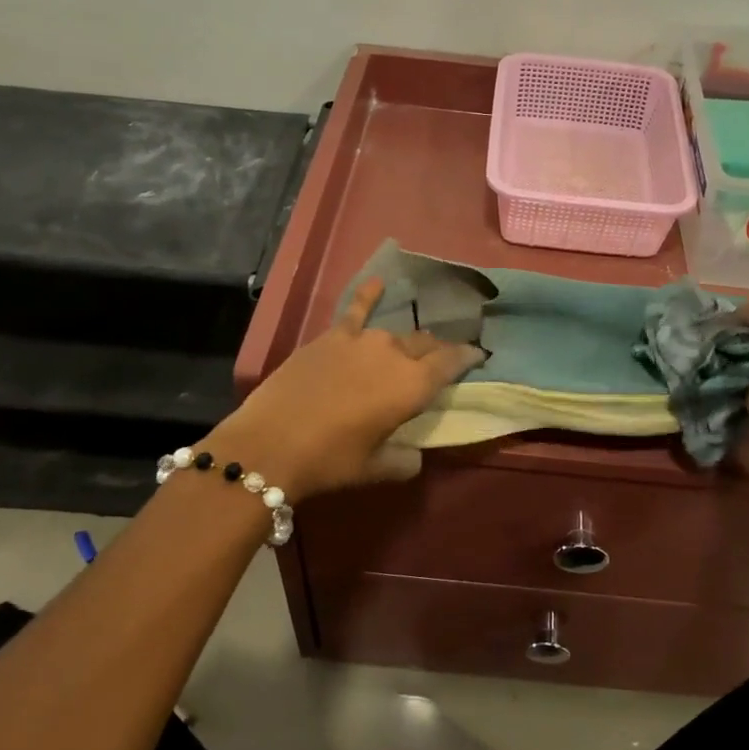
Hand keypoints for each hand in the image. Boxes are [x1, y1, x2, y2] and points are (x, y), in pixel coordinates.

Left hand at [206, 277, 484, 500]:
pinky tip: (378, 281)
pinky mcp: (330, 336)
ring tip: (409, 347)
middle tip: (440, 363)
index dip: (469, 357)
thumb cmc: (330, 461)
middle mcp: (395, 354)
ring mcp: (361, 340)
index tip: (479, 356)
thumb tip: (414, 455)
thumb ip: (405, 460)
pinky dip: (368, 294)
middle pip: (426, 344)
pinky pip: (356, 310)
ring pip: (395, 333)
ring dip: (405, 342)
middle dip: (438, 351)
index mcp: (414, 386)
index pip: (453, 361)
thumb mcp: (376, 468)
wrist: (269, 444)